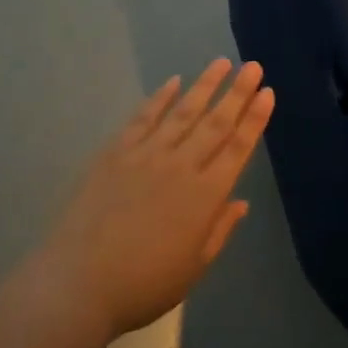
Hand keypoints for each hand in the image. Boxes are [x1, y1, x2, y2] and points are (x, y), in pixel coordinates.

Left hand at [42, 60, 273, 340]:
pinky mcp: (116, 152)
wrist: (80, 281)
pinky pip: (143, 118)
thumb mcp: (193, 268)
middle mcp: (180, 166)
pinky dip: (160, 98)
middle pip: (215, 123)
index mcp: (205, 197)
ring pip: (182, 112)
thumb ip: (219, 230)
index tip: (267, 93)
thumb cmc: (143, 284)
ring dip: (204, 85)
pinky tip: (173, 82)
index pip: (237, 148)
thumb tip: (240, 201)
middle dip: (237, 92)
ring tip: (221, 62)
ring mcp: (146, 155)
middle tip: (253, 66)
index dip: (254, 119)